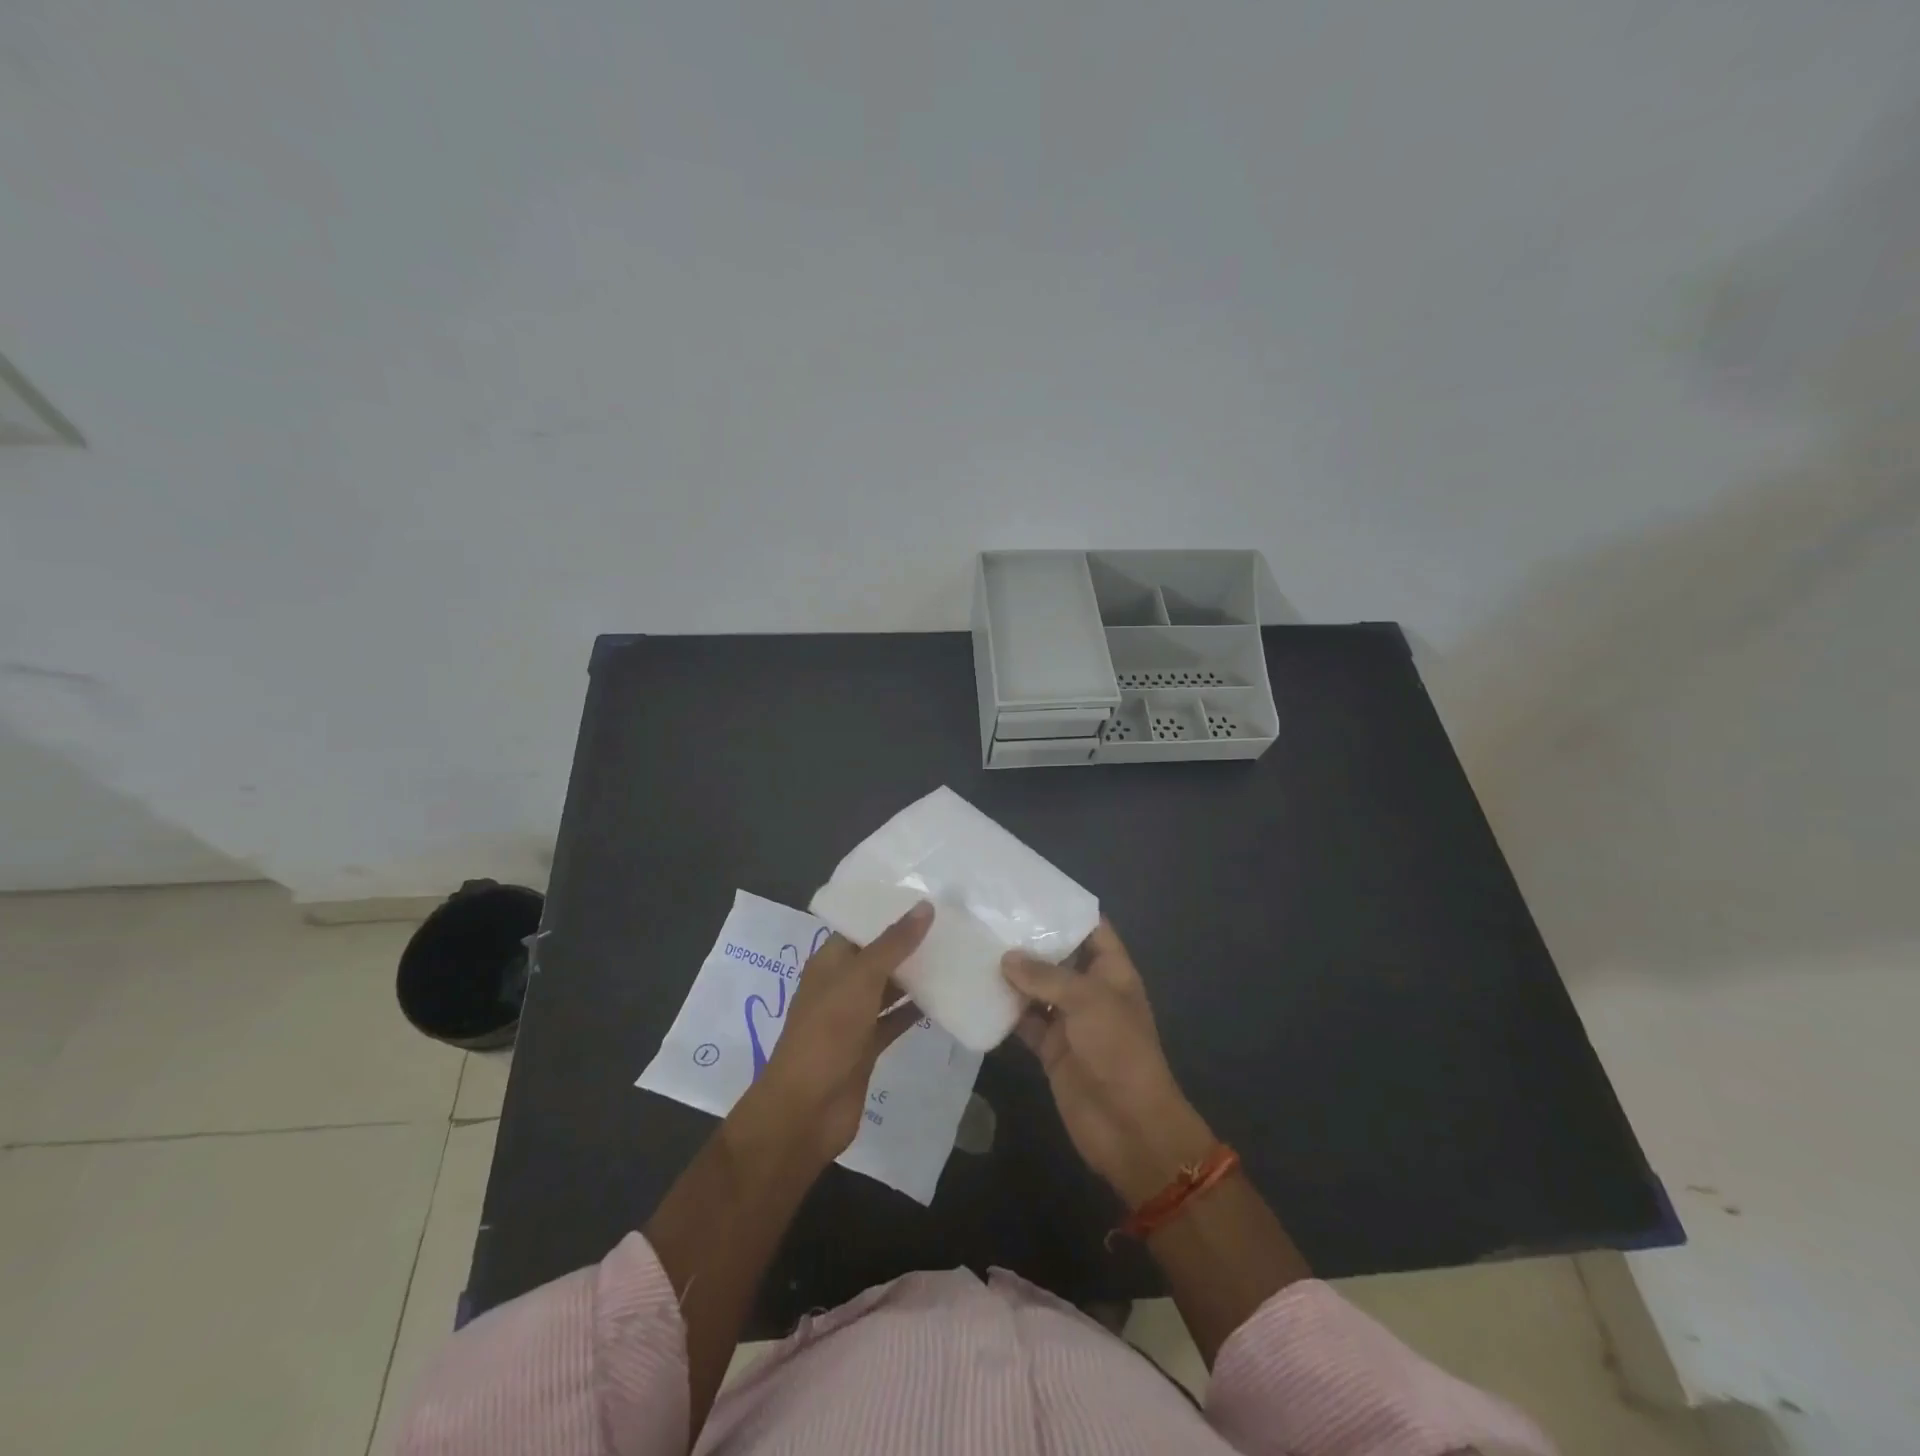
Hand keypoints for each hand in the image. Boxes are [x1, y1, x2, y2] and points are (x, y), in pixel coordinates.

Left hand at [742, 901, 931, 1161]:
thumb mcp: (861, 979)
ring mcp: (853, 1018)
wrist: (806, 1109)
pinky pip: (895, 1019)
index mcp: (829, 962)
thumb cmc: (827, 1033)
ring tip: (955, 951)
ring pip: (888, 988)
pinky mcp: (867, 1046)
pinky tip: (947, 996)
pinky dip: (916, 1009)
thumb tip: (926, 906)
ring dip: (916, 975)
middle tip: (951, 921)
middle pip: (877, 956)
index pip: (860, 926)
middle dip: (908, 942)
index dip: (888, 911)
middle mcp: (840, 985)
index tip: (927, 895)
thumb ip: (894, 944)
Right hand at [1002, 920, 1214, 1204]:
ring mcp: (1069, 1021)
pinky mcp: (1051, 1049)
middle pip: (1059, 957)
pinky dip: (1005, 1011)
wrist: (1128, 1126)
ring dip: (1012, 975)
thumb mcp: (1087, 1001)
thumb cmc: (1118, 1050)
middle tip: (989, 916)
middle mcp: (1090, 991)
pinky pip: (1024, 1022)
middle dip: (1030, 941)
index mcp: (1111, 972)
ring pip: (1037, 988)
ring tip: (975, 946)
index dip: (1066, 910)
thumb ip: (1046, 976)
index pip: (1092, 929)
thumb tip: (1006, 958)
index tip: (1029, 892)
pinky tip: (976, 992)